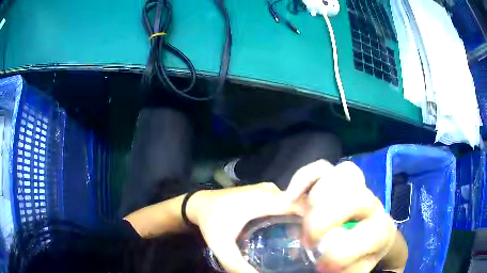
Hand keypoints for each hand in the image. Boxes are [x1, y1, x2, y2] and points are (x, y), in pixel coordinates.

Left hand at [187, 182, 303, 272]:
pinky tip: (289, 230)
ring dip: (301, 218)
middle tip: (311, 242)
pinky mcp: (264, 192)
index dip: (313, 218)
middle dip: (309, 221)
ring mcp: (267, 189)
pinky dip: (291, 214)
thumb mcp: (221, 245)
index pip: (300, 203)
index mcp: (264, 200)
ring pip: (293, 201)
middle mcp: (270, 191)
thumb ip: (237, 264)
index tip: (316, 237)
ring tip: (303, 239)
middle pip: (299, 203)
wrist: (198, 203)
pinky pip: (285, 201)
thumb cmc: (210, 222)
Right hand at [286, 160, 407, 272]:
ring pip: (340, 177)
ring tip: (305, 218)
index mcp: (382, 231)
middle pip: (355, 200)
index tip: (320, 265)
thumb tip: (319, 267)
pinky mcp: (341, 180)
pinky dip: (304, 178)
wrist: (374, 236)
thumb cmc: (362, 255)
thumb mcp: (355, 269)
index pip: (372, 233)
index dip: (340, 253)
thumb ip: (344, 270)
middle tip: (308, 241)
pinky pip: (323, 168)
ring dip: (316, 200)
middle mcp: (373, 205)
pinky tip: (292, 196)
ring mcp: (357, 187)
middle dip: (323, 222)